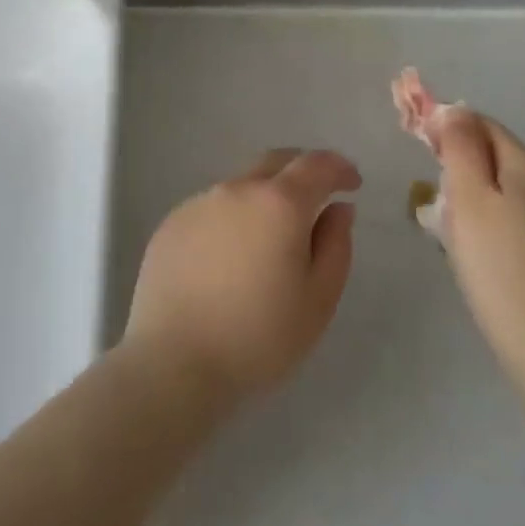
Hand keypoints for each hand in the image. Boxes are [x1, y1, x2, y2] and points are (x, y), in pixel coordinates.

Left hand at [124, 150, 359, 402]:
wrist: (173, 363)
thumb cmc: (258, 338)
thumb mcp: (318, 300)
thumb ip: (335, 246)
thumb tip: (337, 209)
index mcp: (280, 203)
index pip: (317, 165)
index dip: (339, 168)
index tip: (352, 184)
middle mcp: (238, 189)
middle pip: (277, 162)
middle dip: (302, 171)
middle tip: (315, 198)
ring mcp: (200, 203)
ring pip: (242, 185)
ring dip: (264, 197)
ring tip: (269, 238)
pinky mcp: (172, 223)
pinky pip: (212, 208)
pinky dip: (232, 218)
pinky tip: (229, 258)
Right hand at [436, 110, 524, 394]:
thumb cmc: (498, 264)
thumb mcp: (468, 196)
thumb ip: (458, 146)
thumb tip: (453, 108)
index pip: (481, 123)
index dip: (446, 124)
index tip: (412, 136)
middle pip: (492, 153)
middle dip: (454, 161)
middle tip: (425, 189)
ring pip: (498, 186)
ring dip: (465, 192)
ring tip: (439, 221)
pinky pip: (508, 215)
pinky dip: (482, 218)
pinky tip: (466, 245)